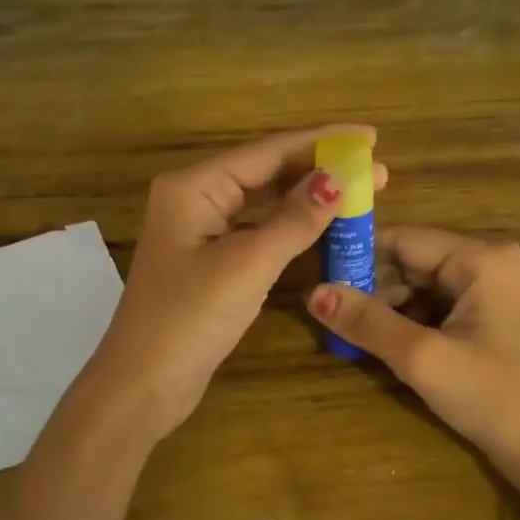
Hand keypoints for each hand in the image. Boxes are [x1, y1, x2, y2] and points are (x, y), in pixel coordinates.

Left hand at [85, 127, 385, 443]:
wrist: (143, 383)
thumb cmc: (190, 318)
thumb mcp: (248, 265)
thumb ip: (294, 220)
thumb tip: (338, 178)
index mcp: (194, 186)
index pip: (267, 151)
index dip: (321, 142)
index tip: (371, 136)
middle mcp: (195, 199)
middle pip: (265, 172)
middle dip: (320, 169)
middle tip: (376, 169)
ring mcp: (200, 232)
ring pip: (263, 203)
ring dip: (308, 198)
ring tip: (359, 192)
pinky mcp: (209, 262)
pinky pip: (257, 231)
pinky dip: (290, 228)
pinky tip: (321, 225)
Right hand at [305, 228, 519, 519]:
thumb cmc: (491, 397)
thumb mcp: (421, 358)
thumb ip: (366, 321)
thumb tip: (311, 292)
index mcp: (480, 258)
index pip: (402, 239)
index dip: (357, 256)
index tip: (315, 278)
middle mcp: (486, 260)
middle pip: (409, 260)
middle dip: (369, 287)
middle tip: (326, 313)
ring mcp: (488, 287)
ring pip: (417, 284)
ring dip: (384, 307)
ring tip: (347, 332)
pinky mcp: (485, 313)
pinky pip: (432, 304)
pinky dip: (404, 321)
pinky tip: (379, 342)